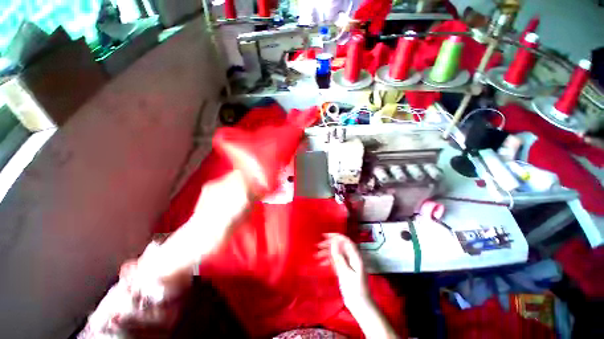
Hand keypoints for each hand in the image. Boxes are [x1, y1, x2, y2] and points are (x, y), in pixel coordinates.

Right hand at [317, 233, 370, 311]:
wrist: (360, 306)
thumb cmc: (355, 289)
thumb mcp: (346, 273)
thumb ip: (339, 257)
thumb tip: (334, 242)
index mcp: (355, 256)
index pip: (345, 241)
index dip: (335, 236)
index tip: (324, 236)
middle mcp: (351, 258)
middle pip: (339, 246)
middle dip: (328, 244)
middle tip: (317, 245)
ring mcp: (347, 264)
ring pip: (336, 254)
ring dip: (327, 253)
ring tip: (316, 254)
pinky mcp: (344, 270)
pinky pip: (335, 262)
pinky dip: (328, 261)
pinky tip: (321, 263)